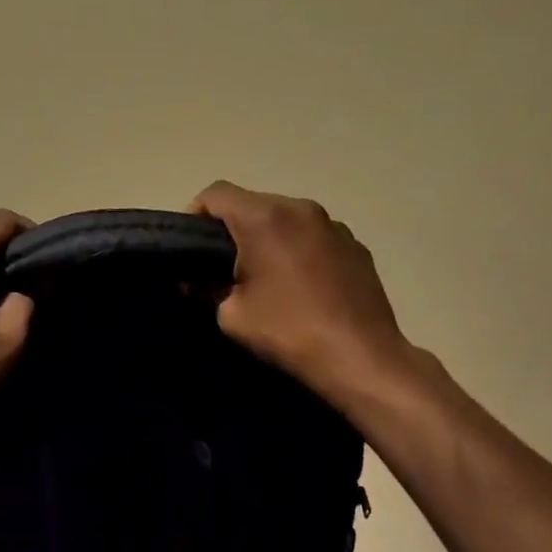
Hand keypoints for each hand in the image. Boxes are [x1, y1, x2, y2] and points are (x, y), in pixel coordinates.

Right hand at [189, 181, 414, 410]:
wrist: (361, 358)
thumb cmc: (287, 331)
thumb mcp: (231, 315)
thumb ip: (205, 288)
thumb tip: (193, 281)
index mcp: (264, 219)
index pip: (215, 193)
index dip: (194, 214)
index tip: (190, 246)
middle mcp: (300, 209)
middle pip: (252, 202)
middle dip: (232, 228)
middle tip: (221, 265)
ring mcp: (333, 225)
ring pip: (285, 217)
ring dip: (267, 237)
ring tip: (263, 275)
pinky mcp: (355, 245)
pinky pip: (312, 235)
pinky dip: (297, 248)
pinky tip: (299, 285)